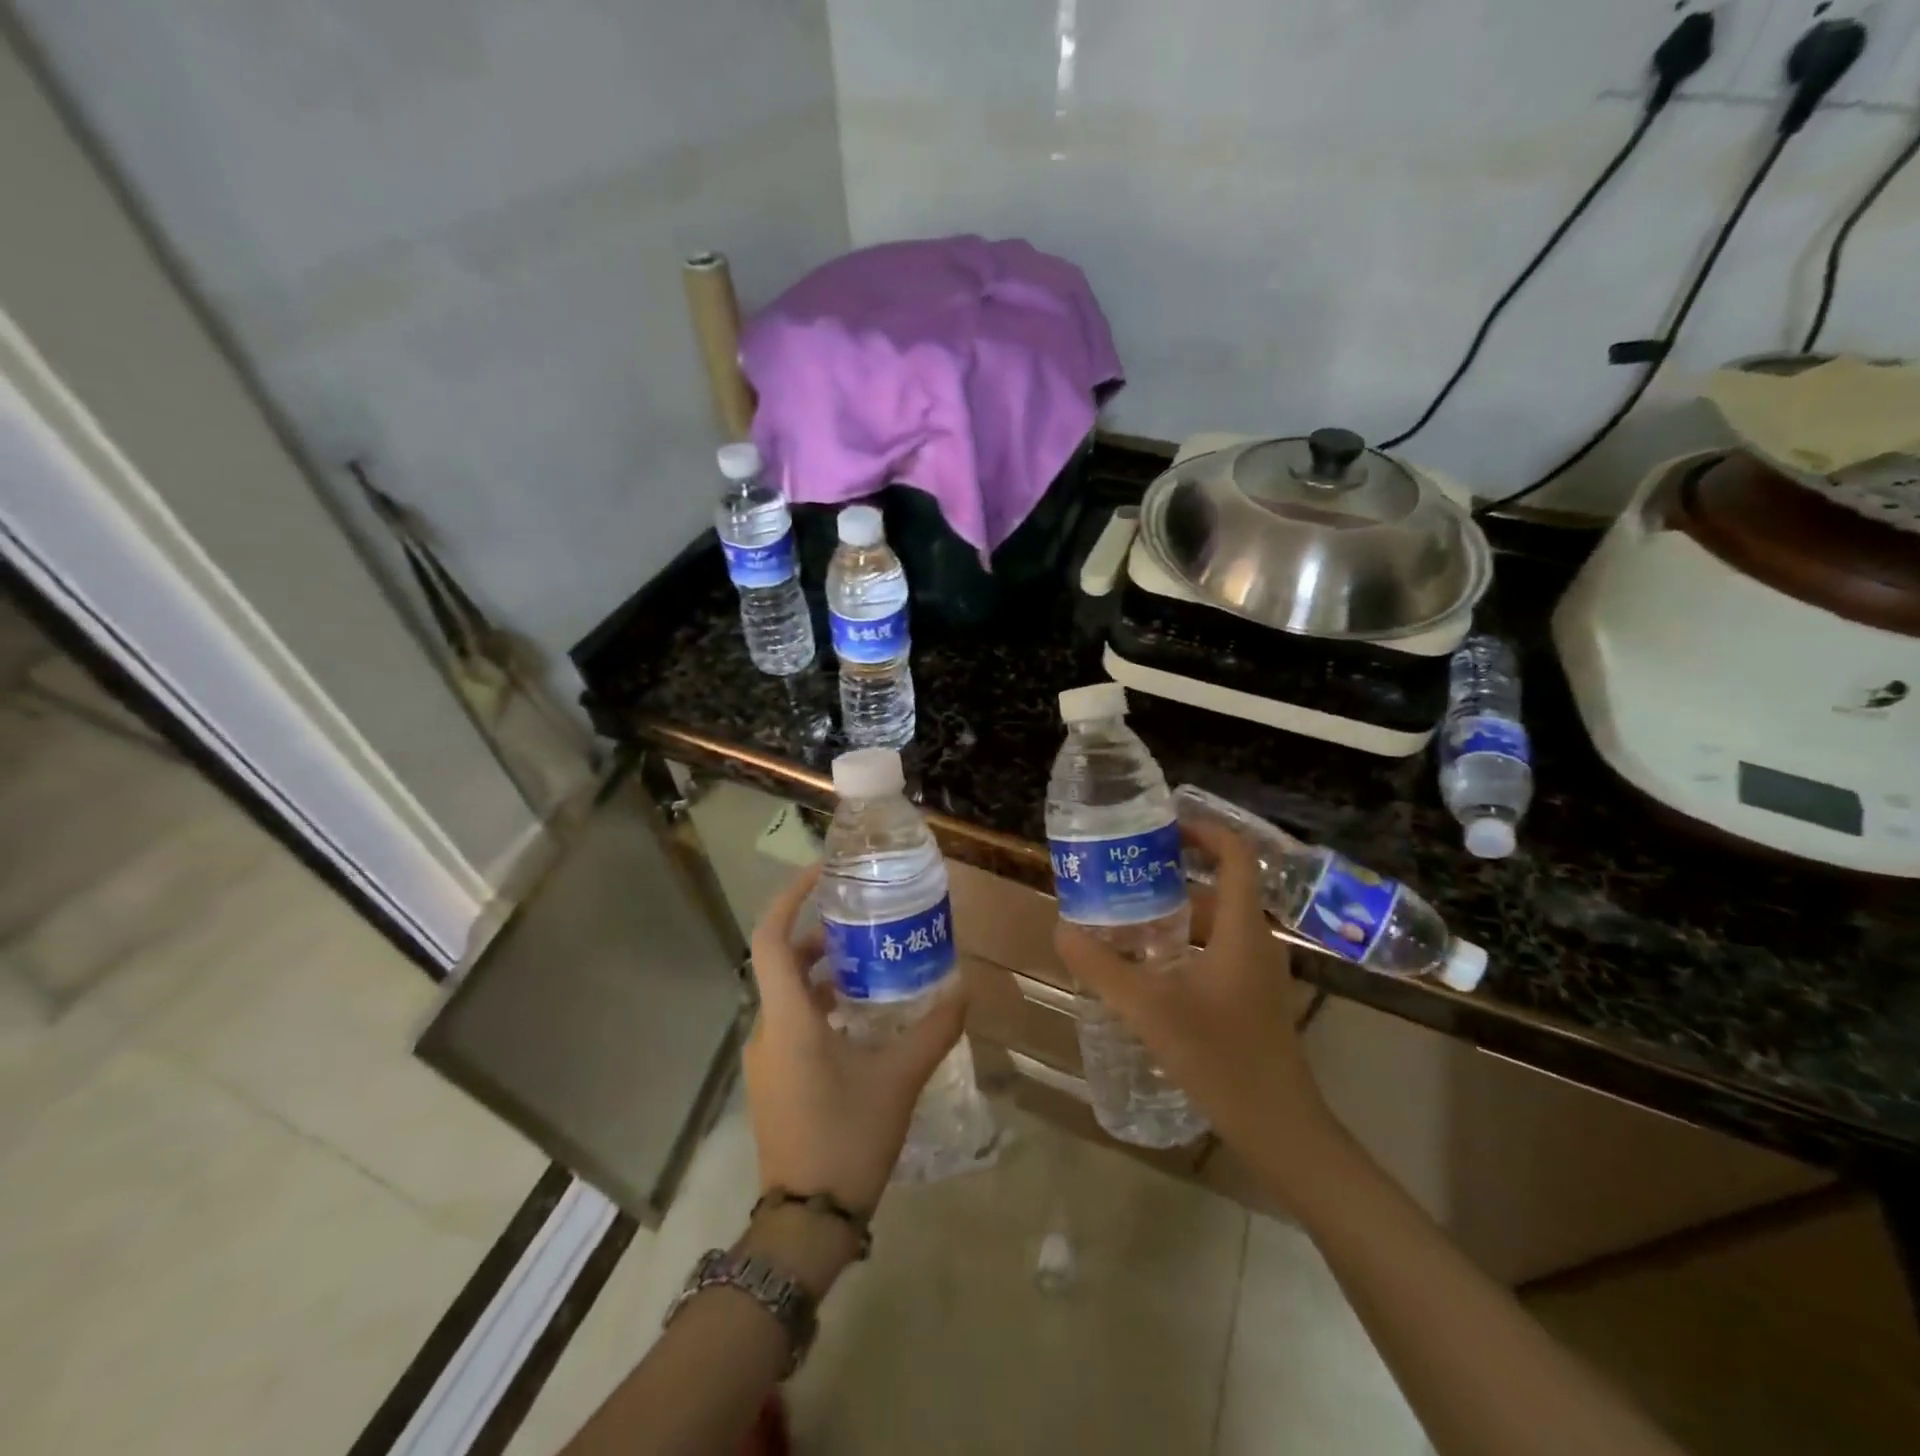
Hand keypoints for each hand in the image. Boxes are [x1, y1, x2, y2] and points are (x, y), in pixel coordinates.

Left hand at [743, 864, 965, 1220]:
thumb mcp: (899, 1078)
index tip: (823, 874)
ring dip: (823, 973)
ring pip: (789, 994)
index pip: (770, 937)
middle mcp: (767, 1029)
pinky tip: (861, 1020)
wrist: (805, 1225)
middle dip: (819, 936)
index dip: (790, 898)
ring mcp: (765, 1058)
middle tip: (865, 924)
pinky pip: (792, 1023)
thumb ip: (933, 1029)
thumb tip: (963, 988)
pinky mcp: (773, 1080)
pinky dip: (821, 1006)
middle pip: (783, 962)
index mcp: (788, 1018)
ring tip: (871, 967)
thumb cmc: (847, 1138)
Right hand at [1053, 818, 1335, 1186]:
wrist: (1279, 1127)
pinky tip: (1146, 967)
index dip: (1203, 831)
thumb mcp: (1150, 1008)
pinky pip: (1215, 950)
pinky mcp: (1251, 996)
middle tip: (1122, 876)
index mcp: (1243, 928)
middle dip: (1170, 876)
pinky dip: (1182, 944)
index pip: (1235, 855)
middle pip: (1217, 887)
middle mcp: (1256, 940)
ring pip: (1214, 923)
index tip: (1160, 829)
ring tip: (1123, 917)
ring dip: (1173, 914)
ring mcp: (1257, 971)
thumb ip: (1102, 966)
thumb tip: (1061, 929)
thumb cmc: (1221, 1057)